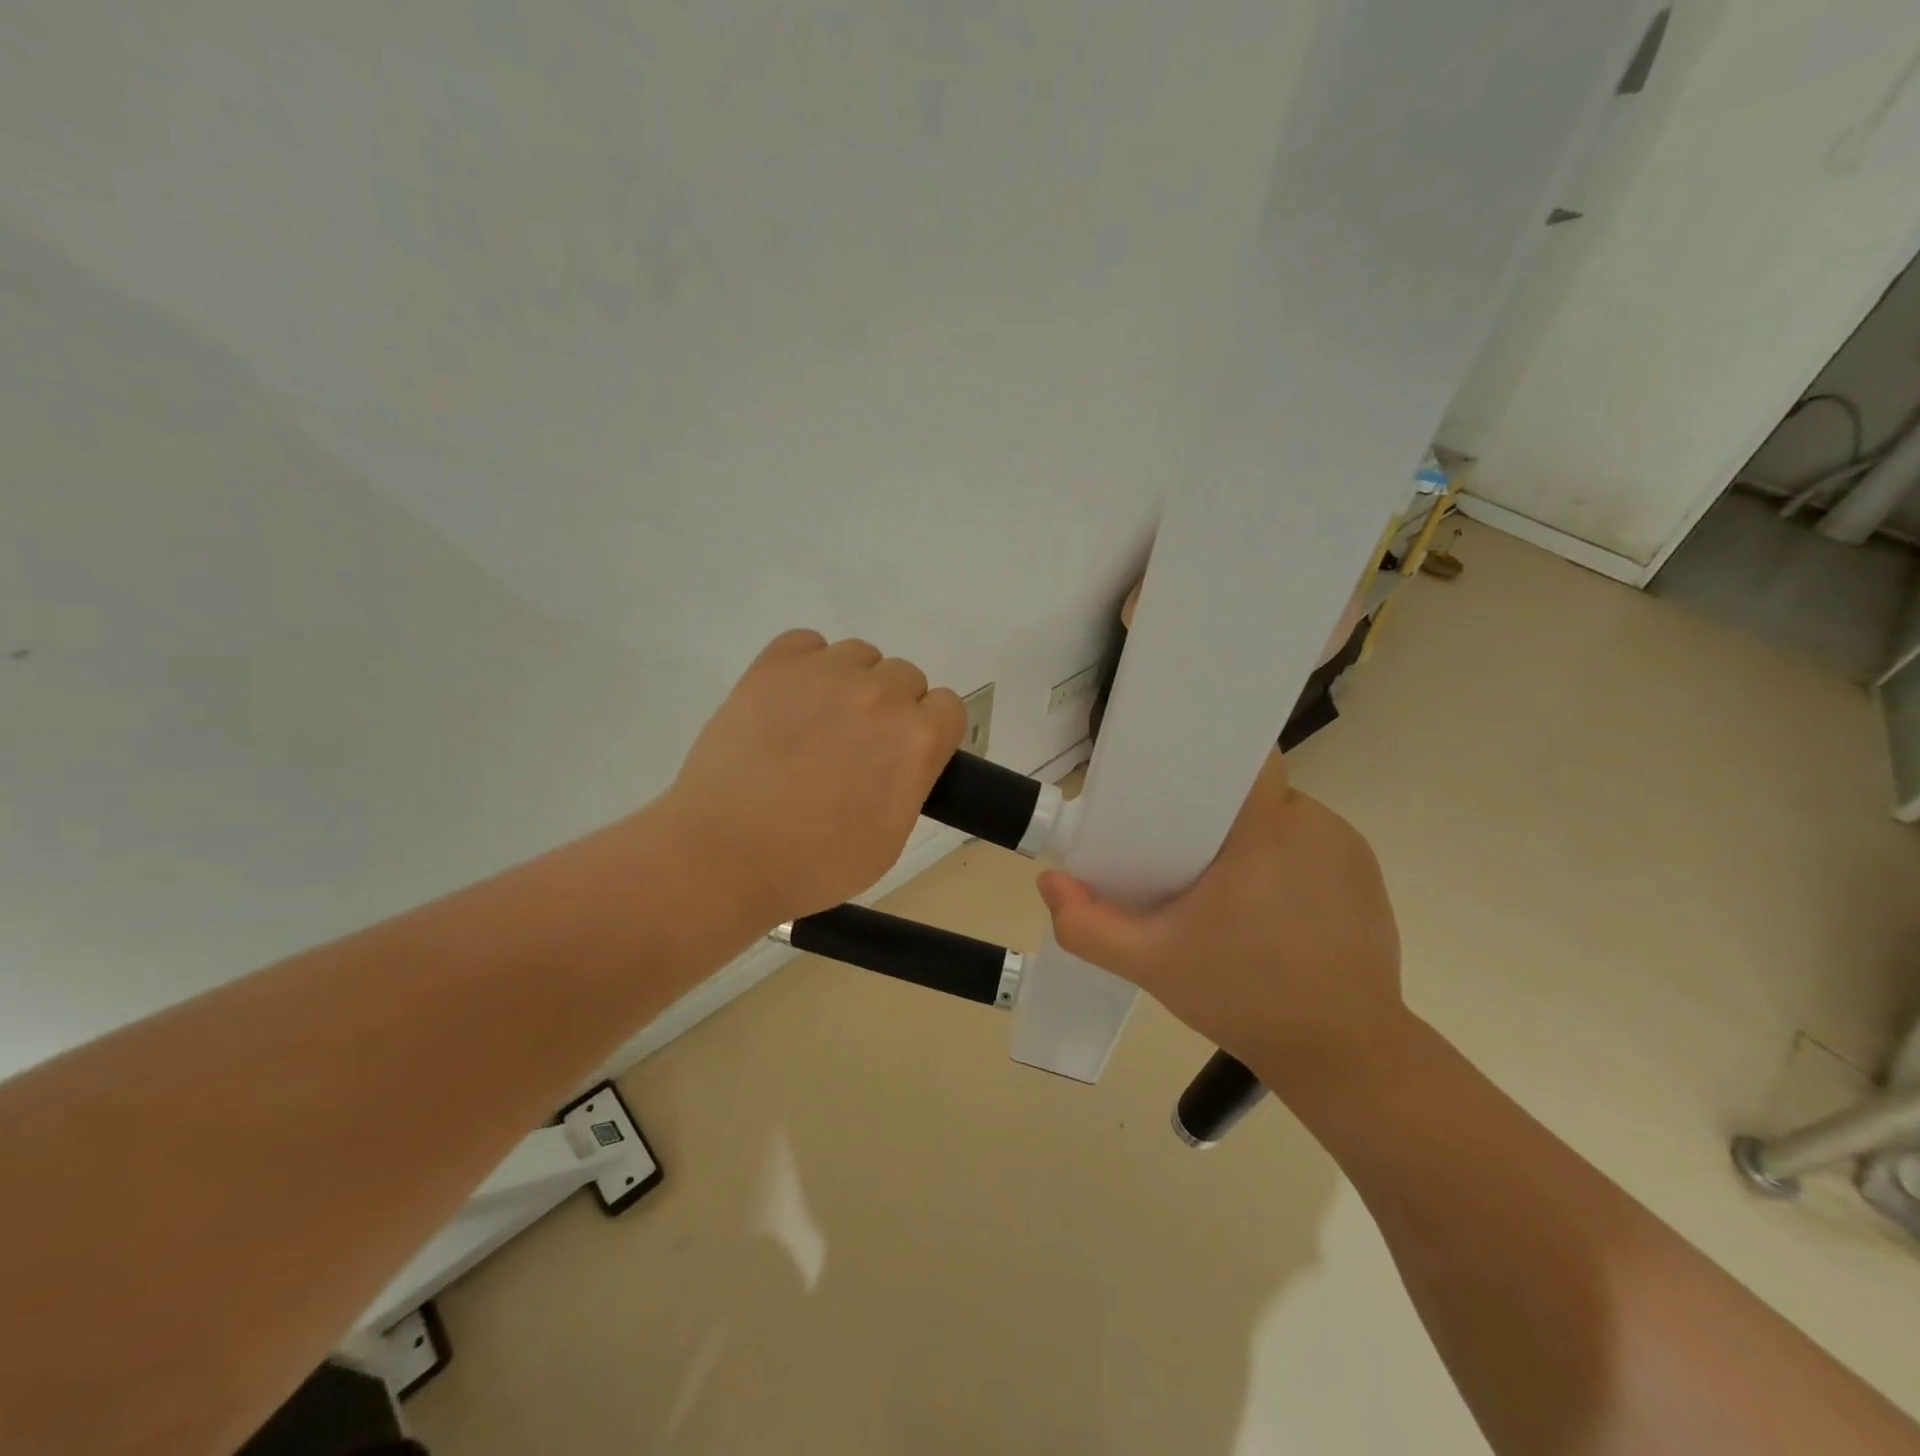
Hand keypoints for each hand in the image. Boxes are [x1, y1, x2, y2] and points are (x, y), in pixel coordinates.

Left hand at [661, 630, 965, 926]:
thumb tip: (900, 756)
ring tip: (816, 723)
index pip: (948, 706)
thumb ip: (910, 781)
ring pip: (860, 655)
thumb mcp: (891, 838)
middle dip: (890, 708)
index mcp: (917, 739)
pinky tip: (789, 701)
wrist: (725, 855)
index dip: (928, 731)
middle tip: (855, 746)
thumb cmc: (816, 864)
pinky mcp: (774, 665)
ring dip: (851, 683)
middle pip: (906, 677)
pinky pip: (807, 642)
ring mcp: (826, 673)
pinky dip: (806, 665)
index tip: (904, 753)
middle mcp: (881, 694)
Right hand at [1036, 752, 1403, 1080]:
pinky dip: (1284, 860)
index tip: (1170, 788)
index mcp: (1266, 829)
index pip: (1240, 758)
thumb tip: (1050, 882)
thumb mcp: (1151, 964)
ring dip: (1250, 837)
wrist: (1343, 1056)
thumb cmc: (1244, 998)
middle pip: (1253, 789)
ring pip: (1281, 817)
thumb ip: (1088, 925)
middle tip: (1179, 851)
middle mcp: (1315, 824)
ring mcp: (1348, 850)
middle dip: (1215, 810)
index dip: (1203, 761)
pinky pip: (1311, 845)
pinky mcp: (1367, 877)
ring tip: (1222, 883)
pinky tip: (1265, 905)